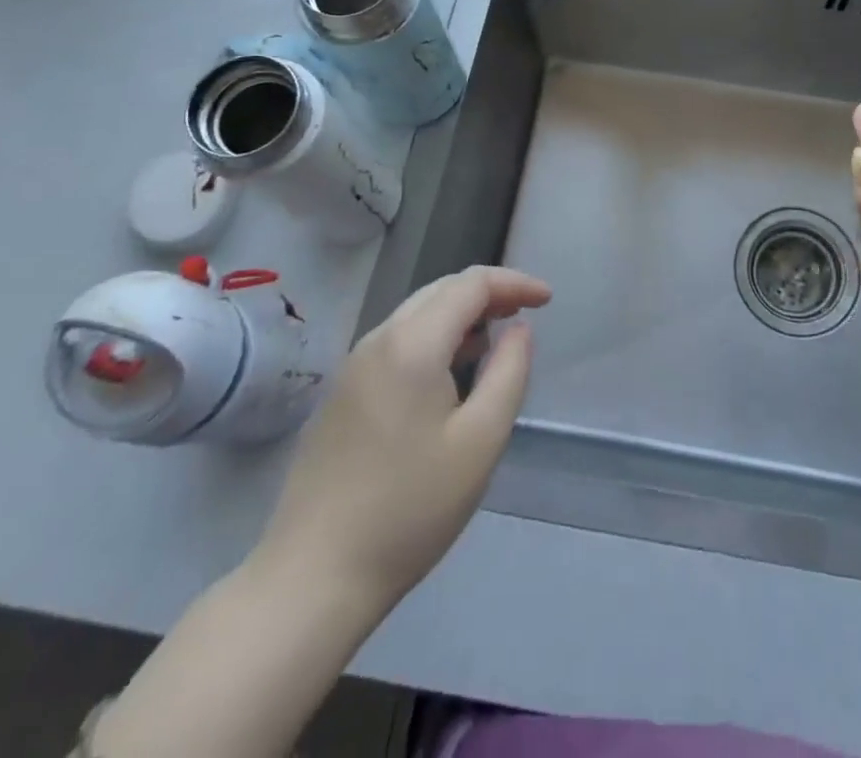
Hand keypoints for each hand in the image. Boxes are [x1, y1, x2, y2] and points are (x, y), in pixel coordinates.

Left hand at [253, 265, 551, 620]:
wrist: (313, 577)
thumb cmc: (410, 509)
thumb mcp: (481, 442)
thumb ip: (509, 373)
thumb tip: (519, 330)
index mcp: (412, 344)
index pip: (470, 285)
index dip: (514, 283)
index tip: (547, 299)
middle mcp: (378, 341)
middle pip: (440, 291)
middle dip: (487, 293)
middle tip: (525, 313)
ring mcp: (353, 367)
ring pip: (416, 315)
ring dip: (459, 315)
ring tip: (495, 338)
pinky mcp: (341, 395)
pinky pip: (397, 343)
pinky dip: (434, 338)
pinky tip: (450, 372)